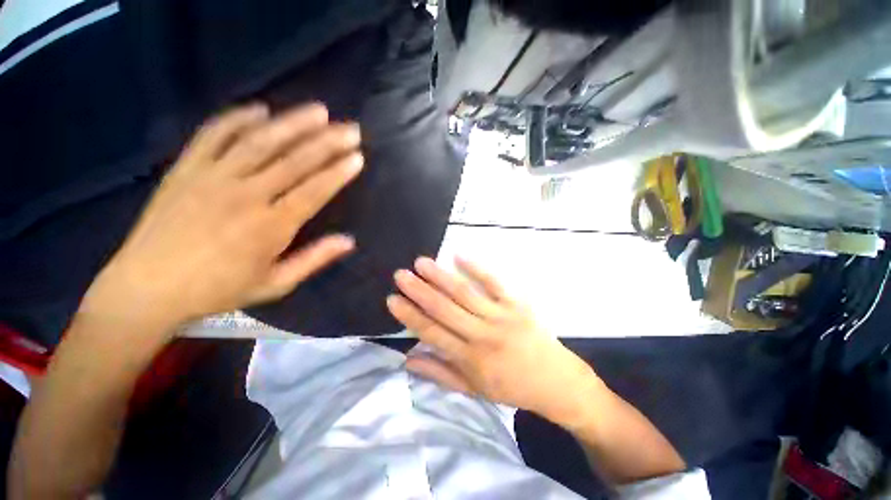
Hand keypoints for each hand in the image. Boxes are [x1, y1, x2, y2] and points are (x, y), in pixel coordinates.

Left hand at [82, 103, 362, 334]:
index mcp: (270, 227)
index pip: (314, 191)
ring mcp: (212, 177)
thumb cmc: (217, 290)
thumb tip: (349, 241)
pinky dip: (236, 118)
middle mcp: (245, 195)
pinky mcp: (185, 169)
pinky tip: (260, 108)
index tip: (357, 157)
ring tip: (319, 111)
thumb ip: (314, 260)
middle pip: (294, 161)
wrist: (146, 289)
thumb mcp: (275, 284)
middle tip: (351, 129)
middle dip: (327, 142)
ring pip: (259, 142)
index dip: (338, 173)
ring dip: (292, 123)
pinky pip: (213, 135)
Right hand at [387, 257, 602, 422]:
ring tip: (422, 263)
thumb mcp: (473, 389)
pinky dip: (476, 268)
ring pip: (465, 293)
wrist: (554, 380)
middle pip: (445, 309)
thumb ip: (440, 373)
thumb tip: (408, 358)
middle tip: (401, 274)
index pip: (432, 332)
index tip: (393, 299)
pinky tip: (458, 255)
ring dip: (441, 277)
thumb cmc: (510, 386)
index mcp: (470, 359)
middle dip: (419, 291)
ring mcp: (501, 316)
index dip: (410, 316)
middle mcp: (482, 335)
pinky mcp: (517, 303)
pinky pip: (495, 283)